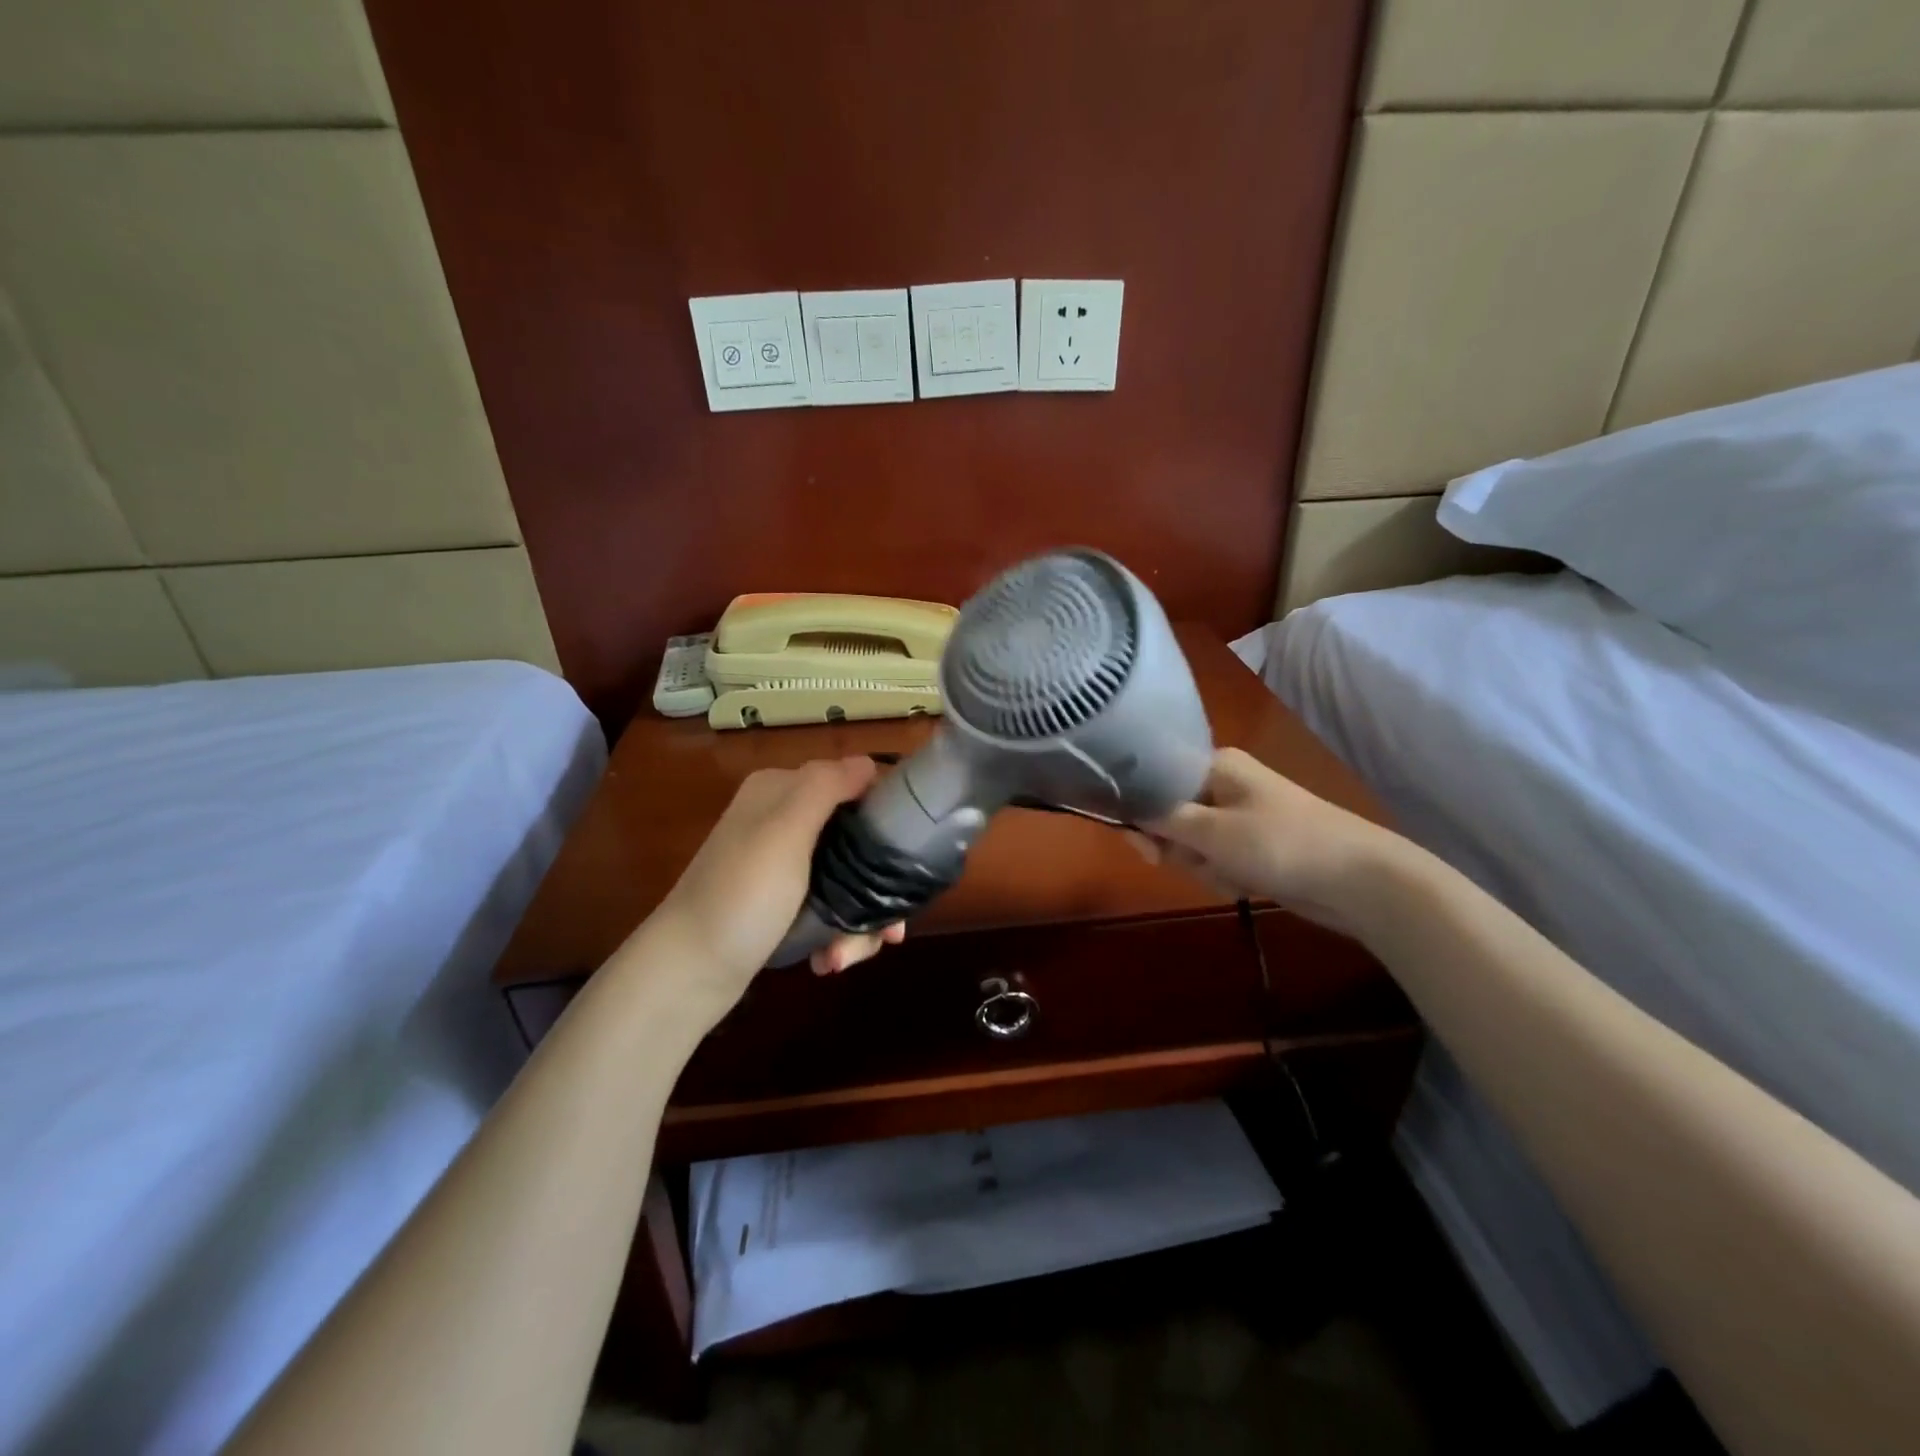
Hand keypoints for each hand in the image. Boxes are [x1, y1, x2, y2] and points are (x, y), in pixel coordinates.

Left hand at [639, 756, 904, 1017]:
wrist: (687, 973)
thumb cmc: (741, 897)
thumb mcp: (784, 832)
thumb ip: (826, 788)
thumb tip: (868, 762)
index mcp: (781, 791)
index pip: (853, 784)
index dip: (887, 817)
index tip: (909, 859)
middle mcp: (782, 820)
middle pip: (857, 840)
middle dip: (876, 887)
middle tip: (888, 931)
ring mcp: (782, 864)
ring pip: (848, 879)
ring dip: (857, 923)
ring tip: (844, 956)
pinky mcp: (783, 902)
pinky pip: (829, 906)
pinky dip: (836, 933)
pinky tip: (829, 959)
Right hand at [1134, 747, 1398, 932]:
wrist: (1359, 880)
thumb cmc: (1280, 843)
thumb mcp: (1211, 832)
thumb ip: (1161, 821)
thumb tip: (1123, 811)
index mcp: (1214, 765)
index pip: (1155, 781)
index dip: (1142, 813)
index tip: (1145, 846)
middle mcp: (1223, 785)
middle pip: (1170, 816)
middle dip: (1179, 848)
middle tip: (1200, 862)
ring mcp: (1240, 817)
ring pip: (1192, 844)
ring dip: (1204, 867)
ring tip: (1233, 875)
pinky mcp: (1253, 847)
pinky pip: (1217, 860)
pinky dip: (1224, 876)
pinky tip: (1245, 885)